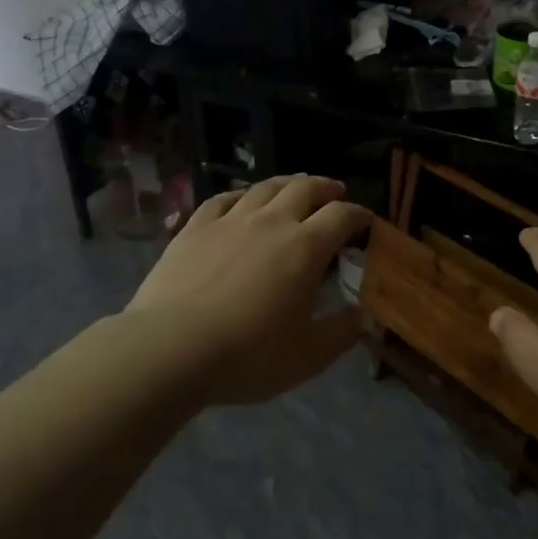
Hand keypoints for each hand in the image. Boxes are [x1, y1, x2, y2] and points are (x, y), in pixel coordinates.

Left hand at [127, 175, 370, 406]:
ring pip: (265, 187)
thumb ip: (342, 332)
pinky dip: (241, 194)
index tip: (367, 221)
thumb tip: (365, 316)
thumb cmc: (248, 355)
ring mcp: (230, 220)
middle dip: (326, 187)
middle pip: (305, 189)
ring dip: (287, 183)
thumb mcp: (308, 355)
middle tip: (335, 191)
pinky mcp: (195, 227)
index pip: (342, 216)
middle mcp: (272, 222)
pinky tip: (242, 199)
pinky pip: (223, 198)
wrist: (171, 349)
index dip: (359, 214)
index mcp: (305, 248)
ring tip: (295, 186)